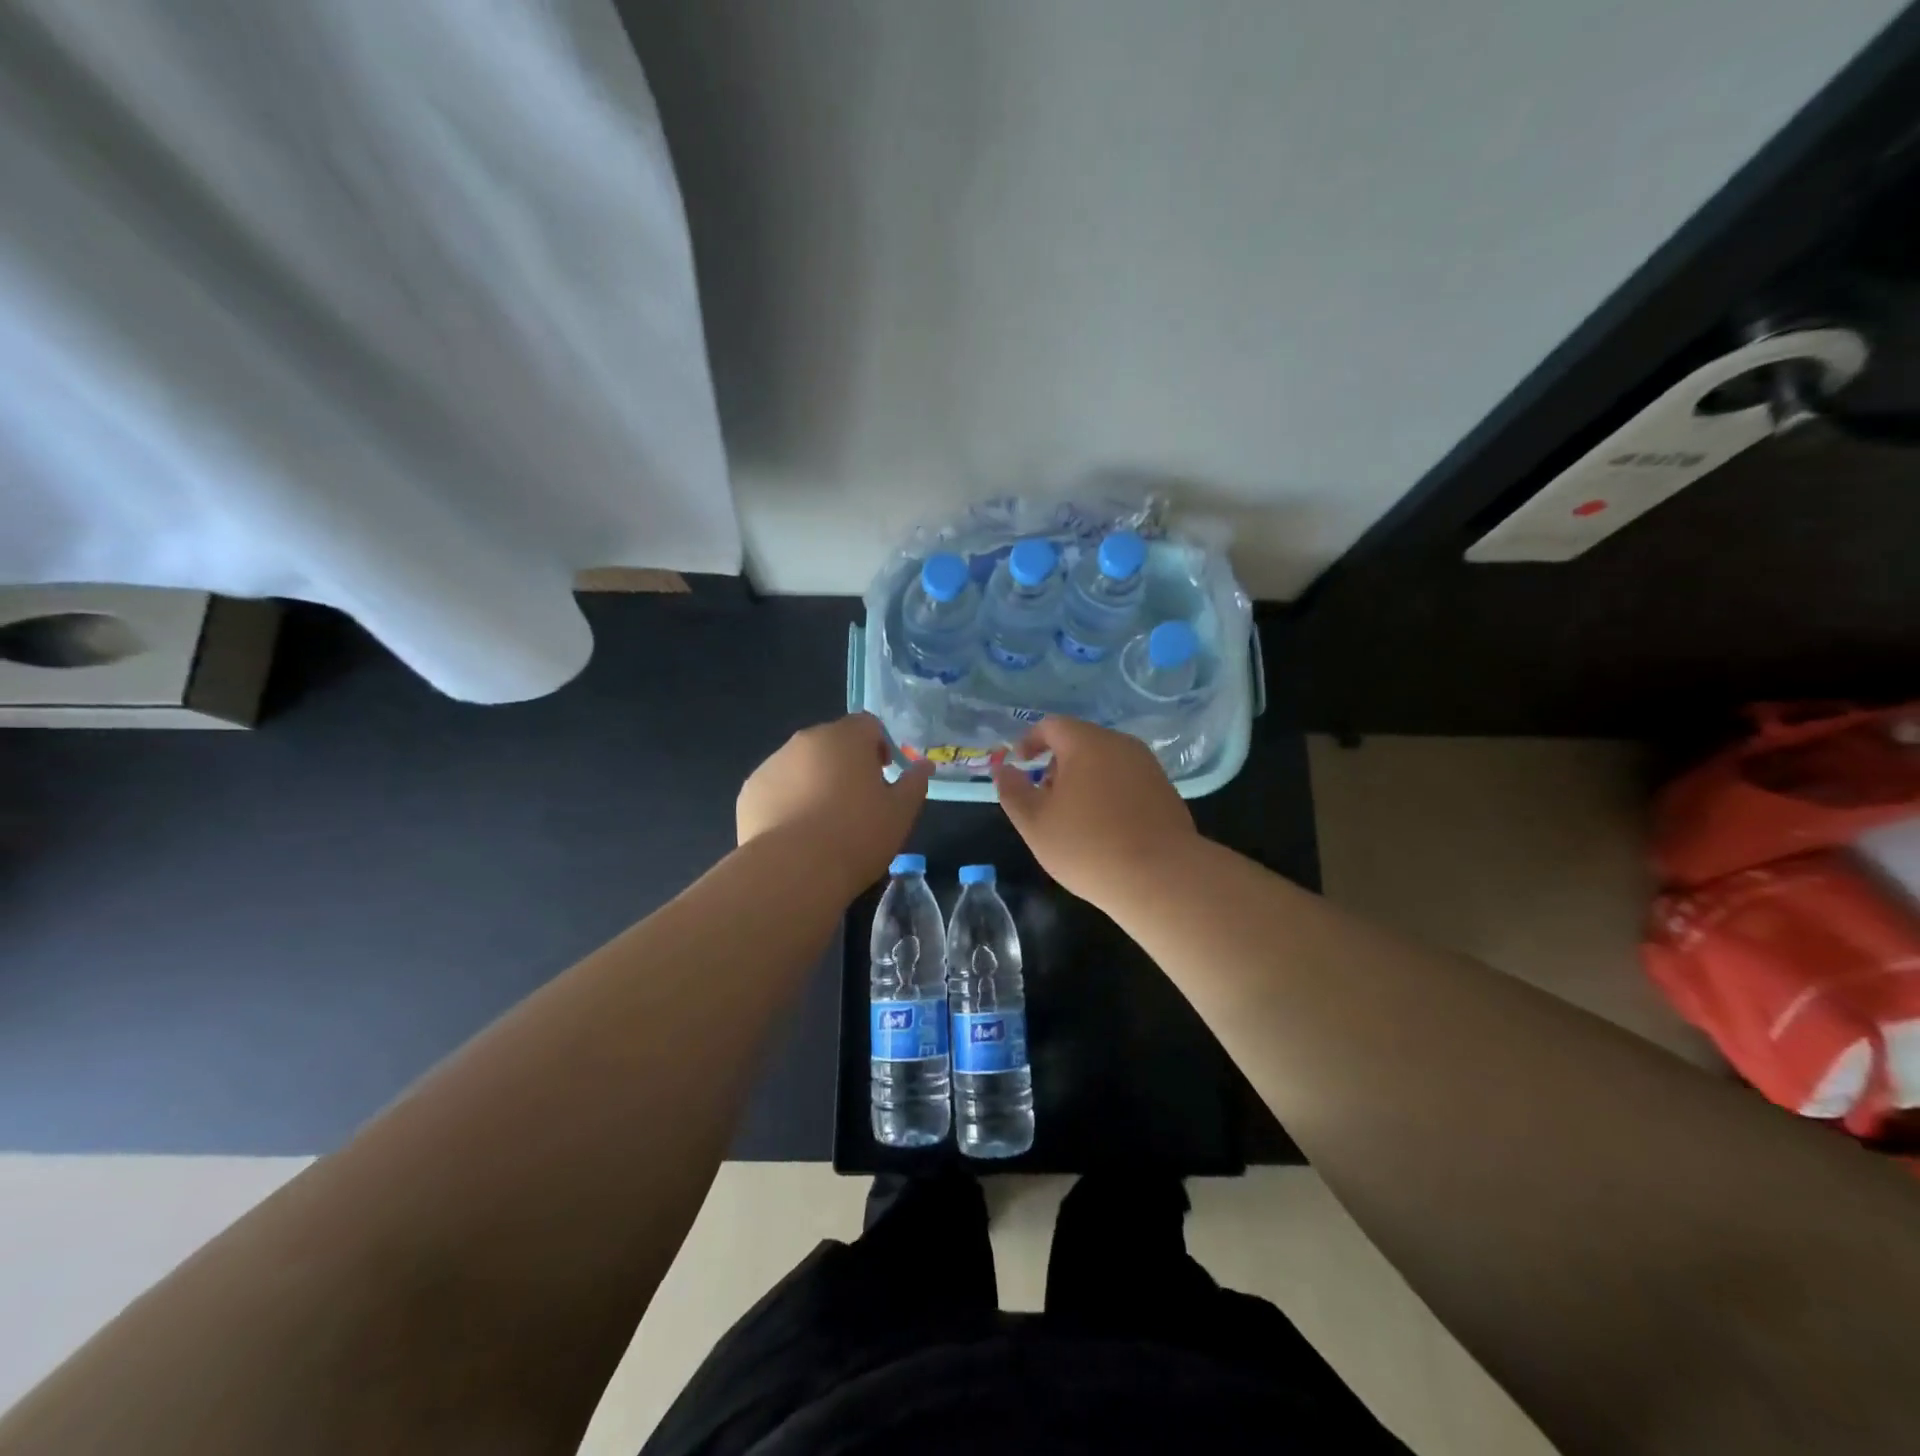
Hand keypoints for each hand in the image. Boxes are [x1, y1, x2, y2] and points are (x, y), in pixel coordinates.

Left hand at [738, 713, 931, 893]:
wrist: (793, 872)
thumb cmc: (857, 835)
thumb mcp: (901, 812)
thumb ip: (915, 782)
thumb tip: (924, 765)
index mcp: (845, 737)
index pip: (868, 724)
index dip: (880, 746)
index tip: (884, 777)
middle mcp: (805, 740)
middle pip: (832, 742)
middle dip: (846, 764)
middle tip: (857, 803)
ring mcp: (773, 764)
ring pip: (802, 765)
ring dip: (816, 781)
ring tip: (824, 823)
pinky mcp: (750, 791)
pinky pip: (778, 787)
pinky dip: (788, 800)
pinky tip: (797, 834)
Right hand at [992, 716, 1197, 905]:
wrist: (1162, 877)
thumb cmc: (1088, 846)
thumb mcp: (1035, 823)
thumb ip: (1013, 791)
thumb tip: (1004, 768)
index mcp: (1086, 743)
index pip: (1051, 725)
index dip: (1030, 741)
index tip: (1020, 765)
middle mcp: (1120, 744)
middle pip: (1080, 741)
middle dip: (1057, 764)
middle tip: (1045, 799)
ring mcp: (1148, 766)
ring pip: (1105, 761)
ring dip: (1083, 779)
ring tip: (1074, 818)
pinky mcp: (1166, 790)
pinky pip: (1126, 780)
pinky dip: (1108, 792)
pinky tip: (1106, 828)